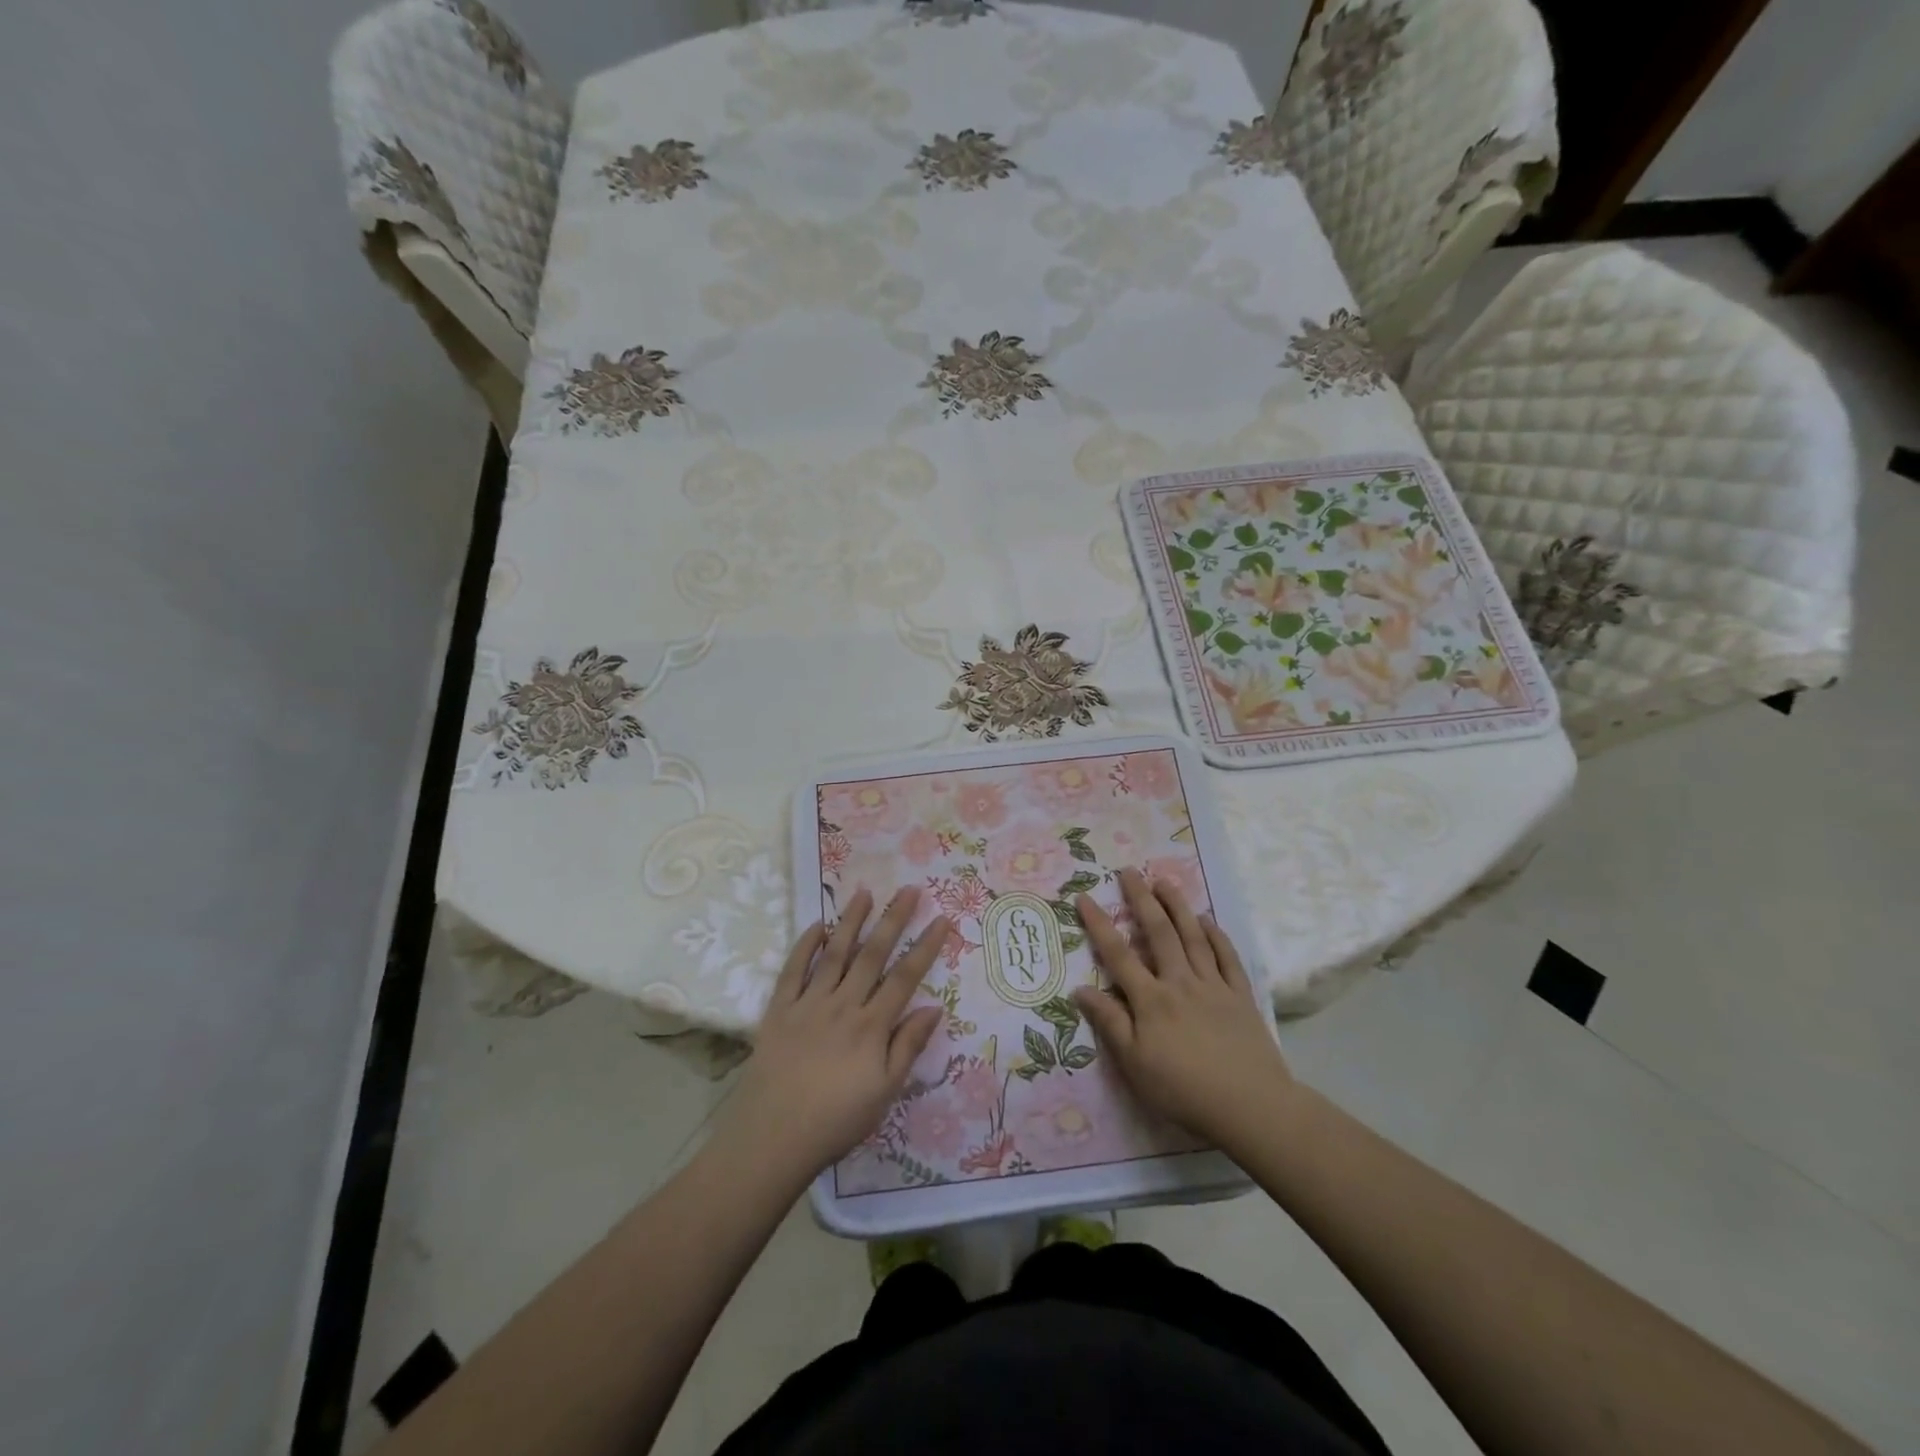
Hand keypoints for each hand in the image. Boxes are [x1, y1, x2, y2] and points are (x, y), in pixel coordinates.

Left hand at [717, 887, 949, 1186]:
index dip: (926, 947)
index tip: (941, 919)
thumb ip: (908, 1047)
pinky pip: (793, 970)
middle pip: (873, 955)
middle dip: (893, 920)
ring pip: (835, 953)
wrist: (772, 1138)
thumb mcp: (884, 1092)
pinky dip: (805, 945)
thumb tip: (934, 1007)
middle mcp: (843, 1005)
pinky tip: (817, 926)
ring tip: (865, 892)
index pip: (905, 977)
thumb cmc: (836, 1121)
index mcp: (871, 1026)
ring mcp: (808, 1004)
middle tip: (909, 890)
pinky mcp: (779, 1010)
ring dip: (851, 921)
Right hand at [1072, 868, 1291, 1150]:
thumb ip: (1109, 1023)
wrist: (1250, 1106)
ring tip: (1165, 881)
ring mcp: (1213, 986)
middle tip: (1130, 871)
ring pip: (1193, 936)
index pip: (1118, 954)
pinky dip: (1217, 936)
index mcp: (1150, 999)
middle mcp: (1180, 982)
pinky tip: (1208, 921)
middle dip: (1141, 899)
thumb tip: (1080, 989)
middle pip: (1158, 932)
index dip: (1099, 924)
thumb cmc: (1184, 1090)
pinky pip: (1227, 957)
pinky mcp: (1240, 996)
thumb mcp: (1135, 1064)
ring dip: (1177, 906)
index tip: (1084, 897)